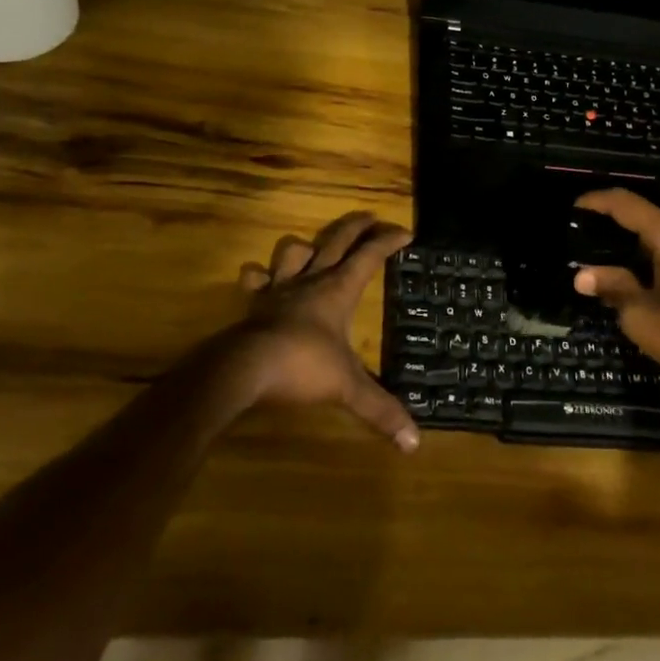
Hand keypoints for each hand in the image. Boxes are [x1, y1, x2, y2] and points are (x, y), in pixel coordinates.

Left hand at [205, 211, 420, 450]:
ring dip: (307, 245)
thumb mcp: (348, 388)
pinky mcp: (254, 303)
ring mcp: (280, 289)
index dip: (389, 241)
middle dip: (356, 226)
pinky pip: (255, 279)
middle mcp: (311, 280)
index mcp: (338, 290)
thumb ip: (381, 410)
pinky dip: (260, 275)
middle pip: (336, 240)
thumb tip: (414, 443)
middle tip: (371, 217)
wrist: (245, 369)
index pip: (370, 256)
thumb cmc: (302, 367)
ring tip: (315, 248)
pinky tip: (262, 279)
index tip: (406, 232)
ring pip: (294, 250)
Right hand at [571, 189, 659, 402]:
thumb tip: (581, 275)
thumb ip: (613, 287)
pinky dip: (654, 254)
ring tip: (605, 255)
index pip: (626, 204)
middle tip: (585, 236)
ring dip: (635, 242)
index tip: (574, 207)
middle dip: (614, 224)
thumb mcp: (642, 316)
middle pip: (646, 216)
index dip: (597, 201)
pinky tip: (638, 271)